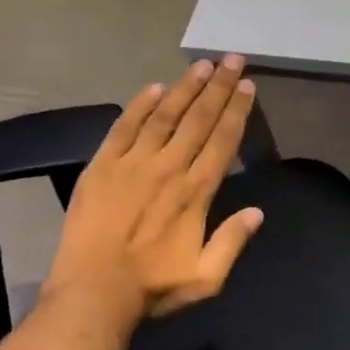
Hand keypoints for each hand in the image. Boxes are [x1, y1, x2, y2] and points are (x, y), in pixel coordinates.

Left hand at [44, 56, 264, 322]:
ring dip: (185, 88)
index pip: (222, 141)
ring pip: (164, 115)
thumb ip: (232, 242)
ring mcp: (132, 163)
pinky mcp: (102, 165)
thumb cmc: (151, 288)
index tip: (247, 85)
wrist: (92, 292)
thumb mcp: (205, 279)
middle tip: (231, 58)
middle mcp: (168, 168)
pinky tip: (154, 87)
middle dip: (218, 87)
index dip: (236, 110)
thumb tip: (257, 212)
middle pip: (198, 119)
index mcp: (195, 192)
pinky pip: (125, 127)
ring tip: (201, 65)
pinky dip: (140, 105)